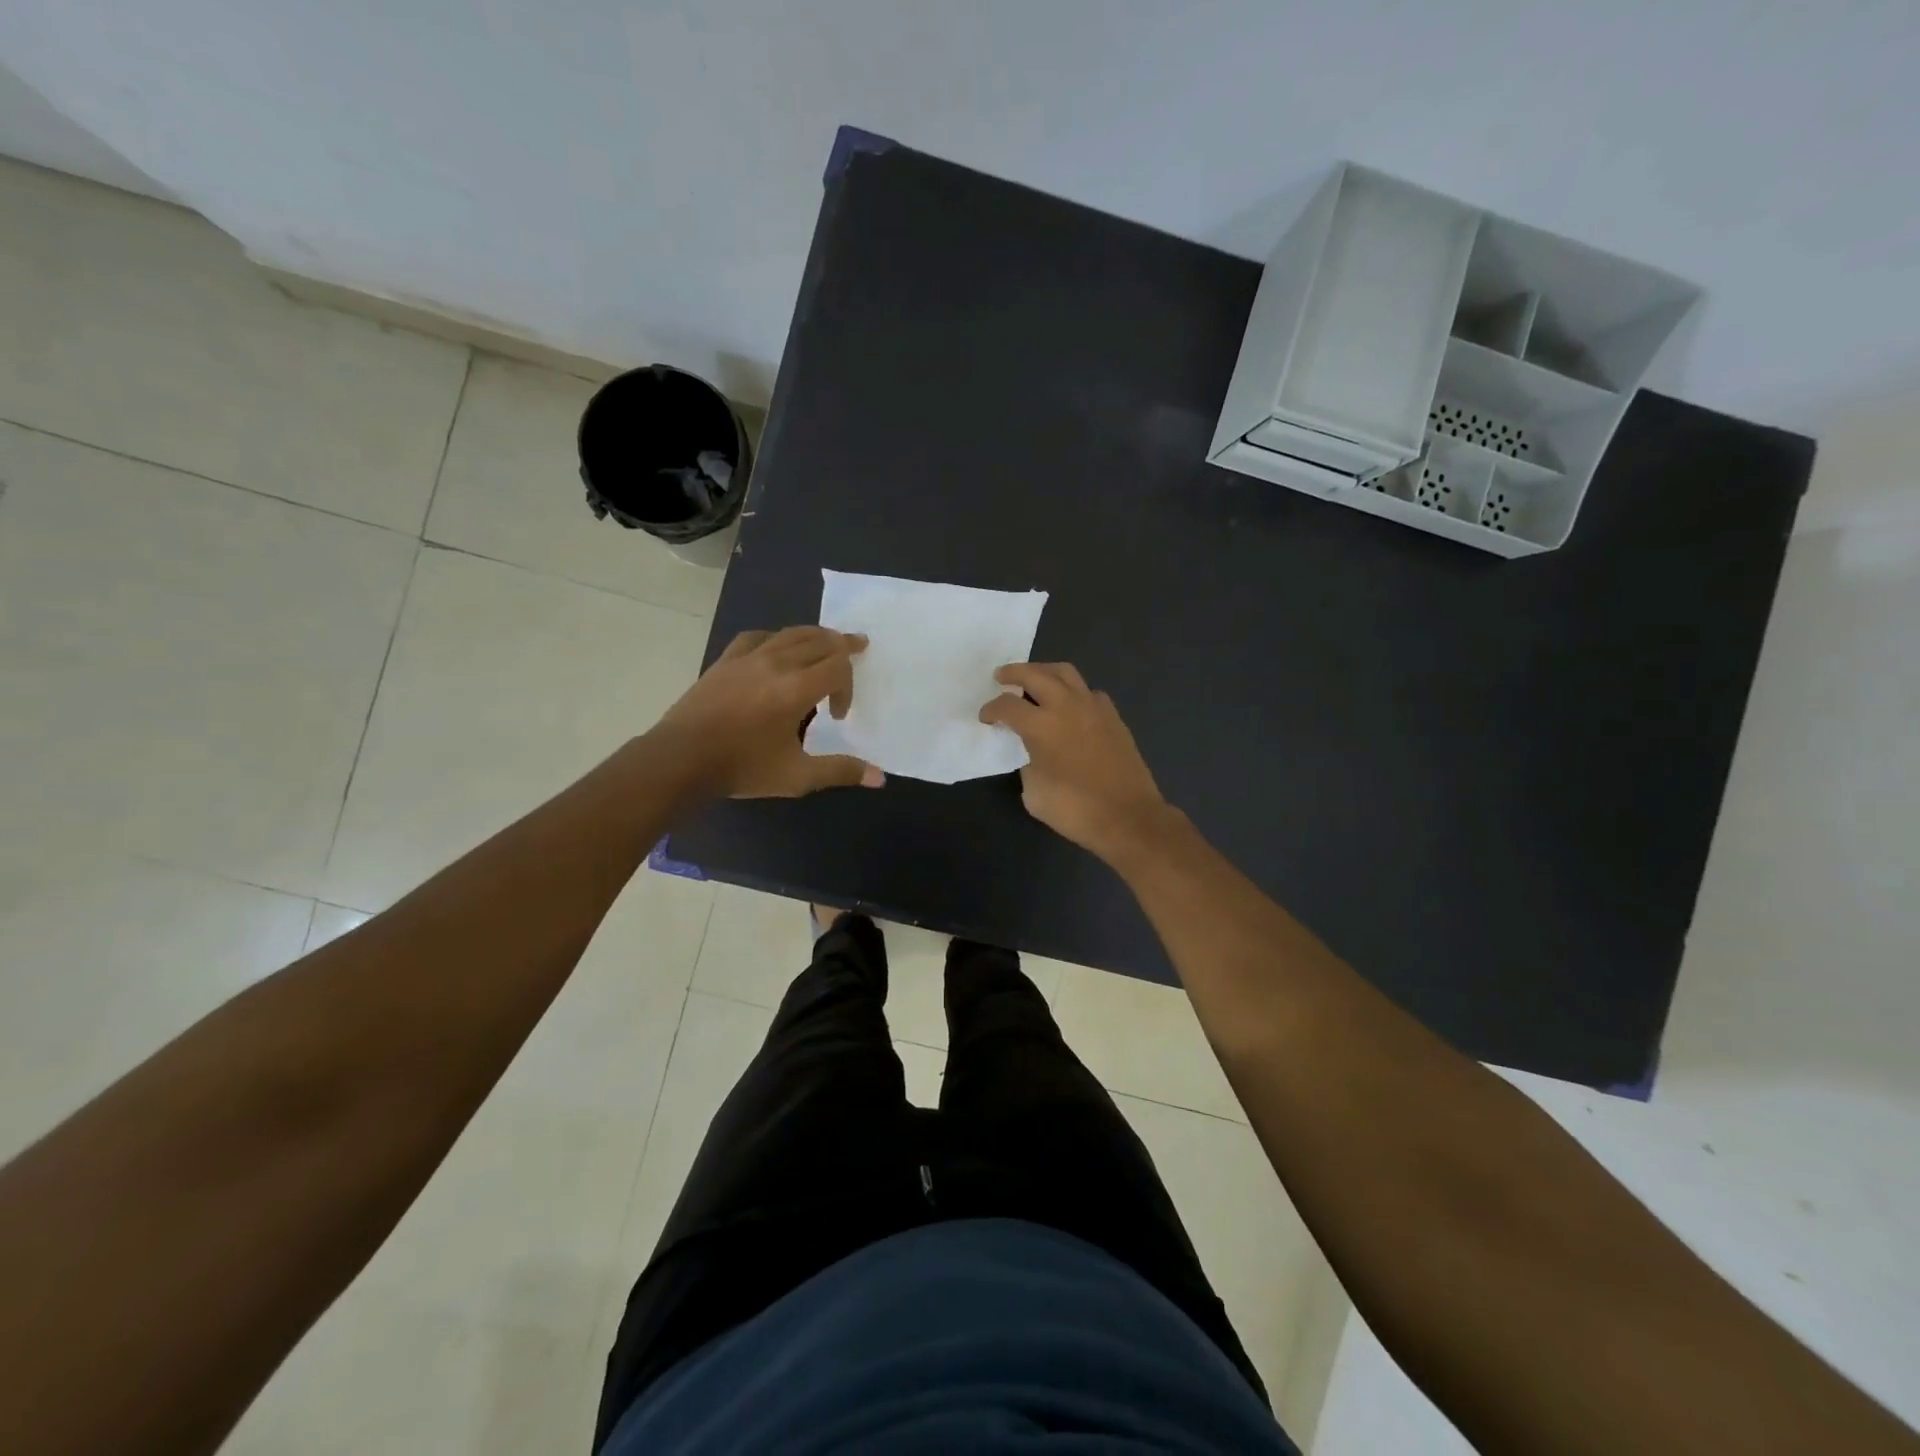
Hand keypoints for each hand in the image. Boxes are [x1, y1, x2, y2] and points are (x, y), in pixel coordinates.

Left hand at [654, 627, 883, 797]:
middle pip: (820, 640)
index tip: (837, 716)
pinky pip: (759, 636)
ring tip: (828, 641)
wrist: (680, 759)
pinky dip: (777, 638)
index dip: (848, 687)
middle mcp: (776, 663)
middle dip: (843, 646)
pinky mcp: (726, 660)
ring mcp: (748, 657)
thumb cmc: (742, 768)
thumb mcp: (797, 776)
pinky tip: (777, 648)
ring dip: (816, 635)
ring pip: (791, 633)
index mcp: (796, 689)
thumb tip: (880, 778)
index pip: (838, 667)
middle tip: (858, 647)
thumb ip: (840, 771)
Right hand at [979, 663, 1171, 860]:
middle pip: (1035, 674)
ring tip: (1034, 680)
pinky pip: (1088, 692)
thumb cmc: (1076, 809)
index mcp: (1042, 726)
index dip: (991, 709)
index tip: (986, 718)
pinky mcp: (1113, 717)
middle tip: (1001, 677)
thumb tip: (1034, 753)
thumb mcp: (1034, 793)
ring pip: (1065, 673)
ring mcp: (1094, 708)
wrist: (1128, 817)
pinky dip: (1072, 691)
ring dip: (1044, 671)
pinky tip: (1069, 705)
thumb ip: (1028, 764)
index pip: (1007, 705)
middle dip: (1014, 673)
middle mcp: (1067, 706)